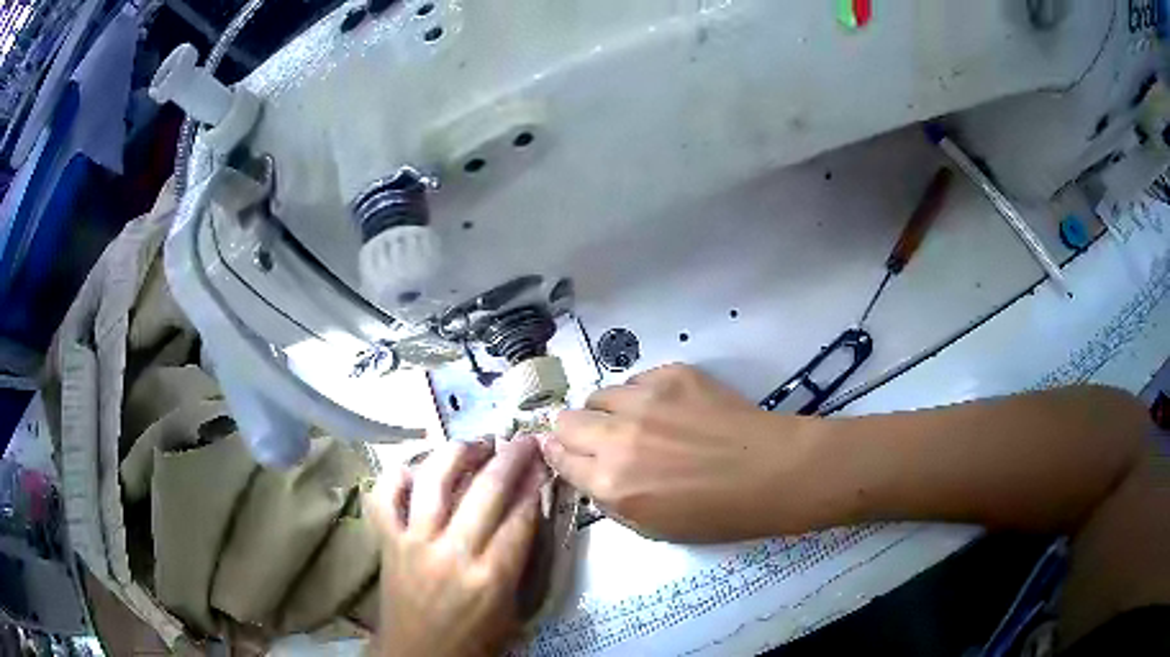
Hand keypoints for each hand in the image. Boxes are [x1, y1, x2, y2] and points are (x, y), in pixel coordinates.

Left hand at [368, 437, 546, 656]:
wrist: (419, 656)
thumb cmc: (473, 640)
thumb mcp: (512, 609)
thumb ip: (521, 561)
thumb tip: (529, 511)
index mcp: (491, 577)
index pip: (520, 517)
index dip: (535, 484)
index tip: (544, 462)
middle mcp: (452, 553)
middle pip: (486, 491)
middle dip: (511, 459)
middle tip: (524, 440)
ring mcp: (413, 542)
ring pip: (434, 480)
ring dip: (459, 453)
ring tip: (476, 444)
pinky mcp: (387, 542)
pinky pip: (385, 498)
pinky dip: (397, 477)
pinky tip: (416, 468)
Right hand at [542, 364, 817, 542]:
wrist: (772, 472)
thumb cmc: (717, 513)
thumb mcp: (652, 528)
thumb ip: (609, 500)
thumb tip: (586, 472)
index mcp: (611, 483)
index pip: (559, 458)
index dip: (560, 456)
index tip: (568, 454)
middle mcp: (618, 437)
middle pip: (566, 420)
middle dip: (575, 432)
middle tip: (601, 441)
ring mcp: (646, 400)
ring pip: (599, 395)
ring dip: (608, 412)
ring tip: (637, 423)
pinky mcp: (673, 374)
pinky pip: (636, 380)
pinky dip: (641, 396)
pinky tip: (669, 410)